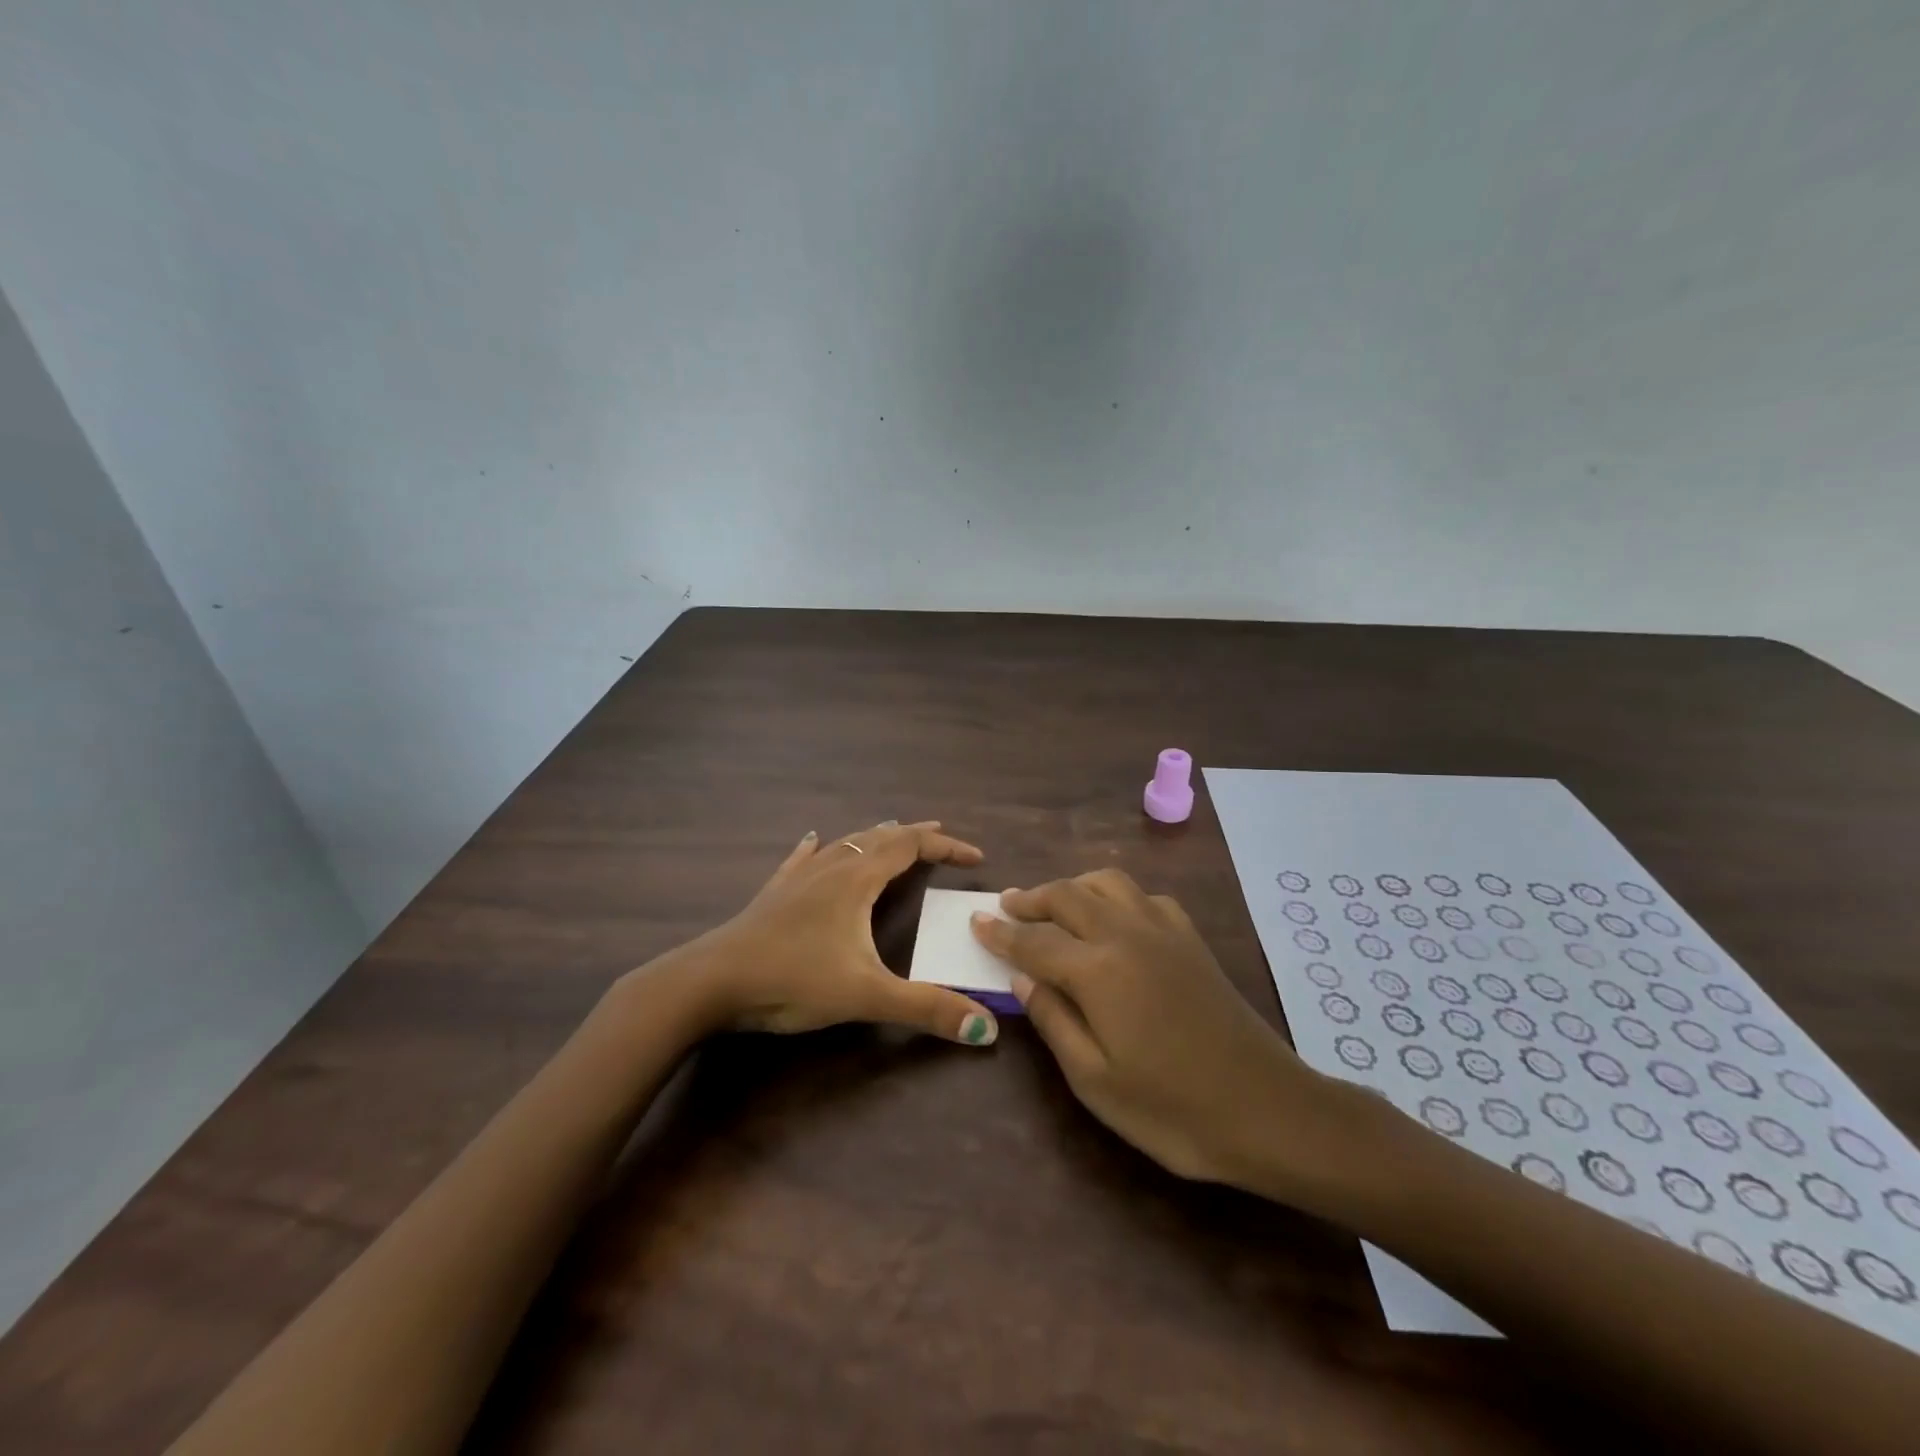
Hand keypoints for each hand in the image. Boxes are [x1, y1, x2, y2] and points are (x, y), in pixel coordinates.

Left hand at [668, 820, 1000, 1045]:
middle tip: (940, 836)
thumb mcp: (866, 996)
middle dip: (915, 835)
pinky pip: (802, 858)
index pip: (911, 847)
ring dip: (874, 837)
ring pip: (844, 843)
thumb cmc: (793, 980)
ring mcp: (798, 877)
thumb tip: (986, 1029)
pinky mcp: (774, 893)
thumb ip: (926, 1009)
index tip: (975, 858)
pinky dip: (820, 847)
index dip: (946, 847)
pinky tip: (812, 840)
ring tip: (892, 835)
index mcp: (857, 880)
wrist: (712, 981)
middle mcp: (831, 867)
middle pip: (880, 837)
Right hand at [971, 869, 1356, 1193]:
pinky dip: (1117, 896)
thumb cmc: (1173, 1109)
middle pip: (1068, 896)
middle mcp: (1126, 934)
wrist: (1268, 1109)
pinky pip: (1145, 897)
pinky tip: (1115, 918)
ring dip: (1074, 886)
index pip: (1034, 940)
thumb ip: (1054, 1021)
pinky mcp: (1191, 939)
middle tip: (1007, 905)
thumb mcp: (1095, 1081)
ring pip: (1108, 882)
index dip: (1001, 931)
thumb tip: (1022, 979)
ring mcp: (1164, 931)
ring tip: (1055, 904)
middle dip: (1032, 898)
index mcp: (1097, 970)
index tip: (976, 920)